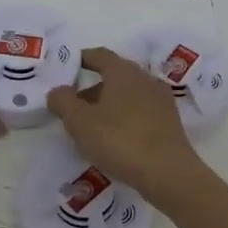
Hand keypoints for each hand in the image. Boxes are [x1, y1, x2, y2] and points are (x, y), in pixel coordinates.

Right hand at [47, 47, 206, 204]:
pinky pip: (140, 112)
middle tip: (73, 107)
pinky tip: (115, 139)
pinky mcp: (170, 121)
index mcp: (123, 71)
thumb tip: (58, 90)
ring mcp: (160, 99)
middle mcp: (144, 78)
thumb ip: (63, 102)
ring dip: (108, 105)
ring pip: (128, 95)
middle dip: (92, 88)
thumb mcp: (80, 122)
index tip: (67, 69)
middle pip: (114, 75)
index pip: (99, 55)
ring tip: (91, 128)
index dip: (81, 59)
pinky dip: (124, 118)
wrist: (168, 172)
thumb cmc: (120, 140)